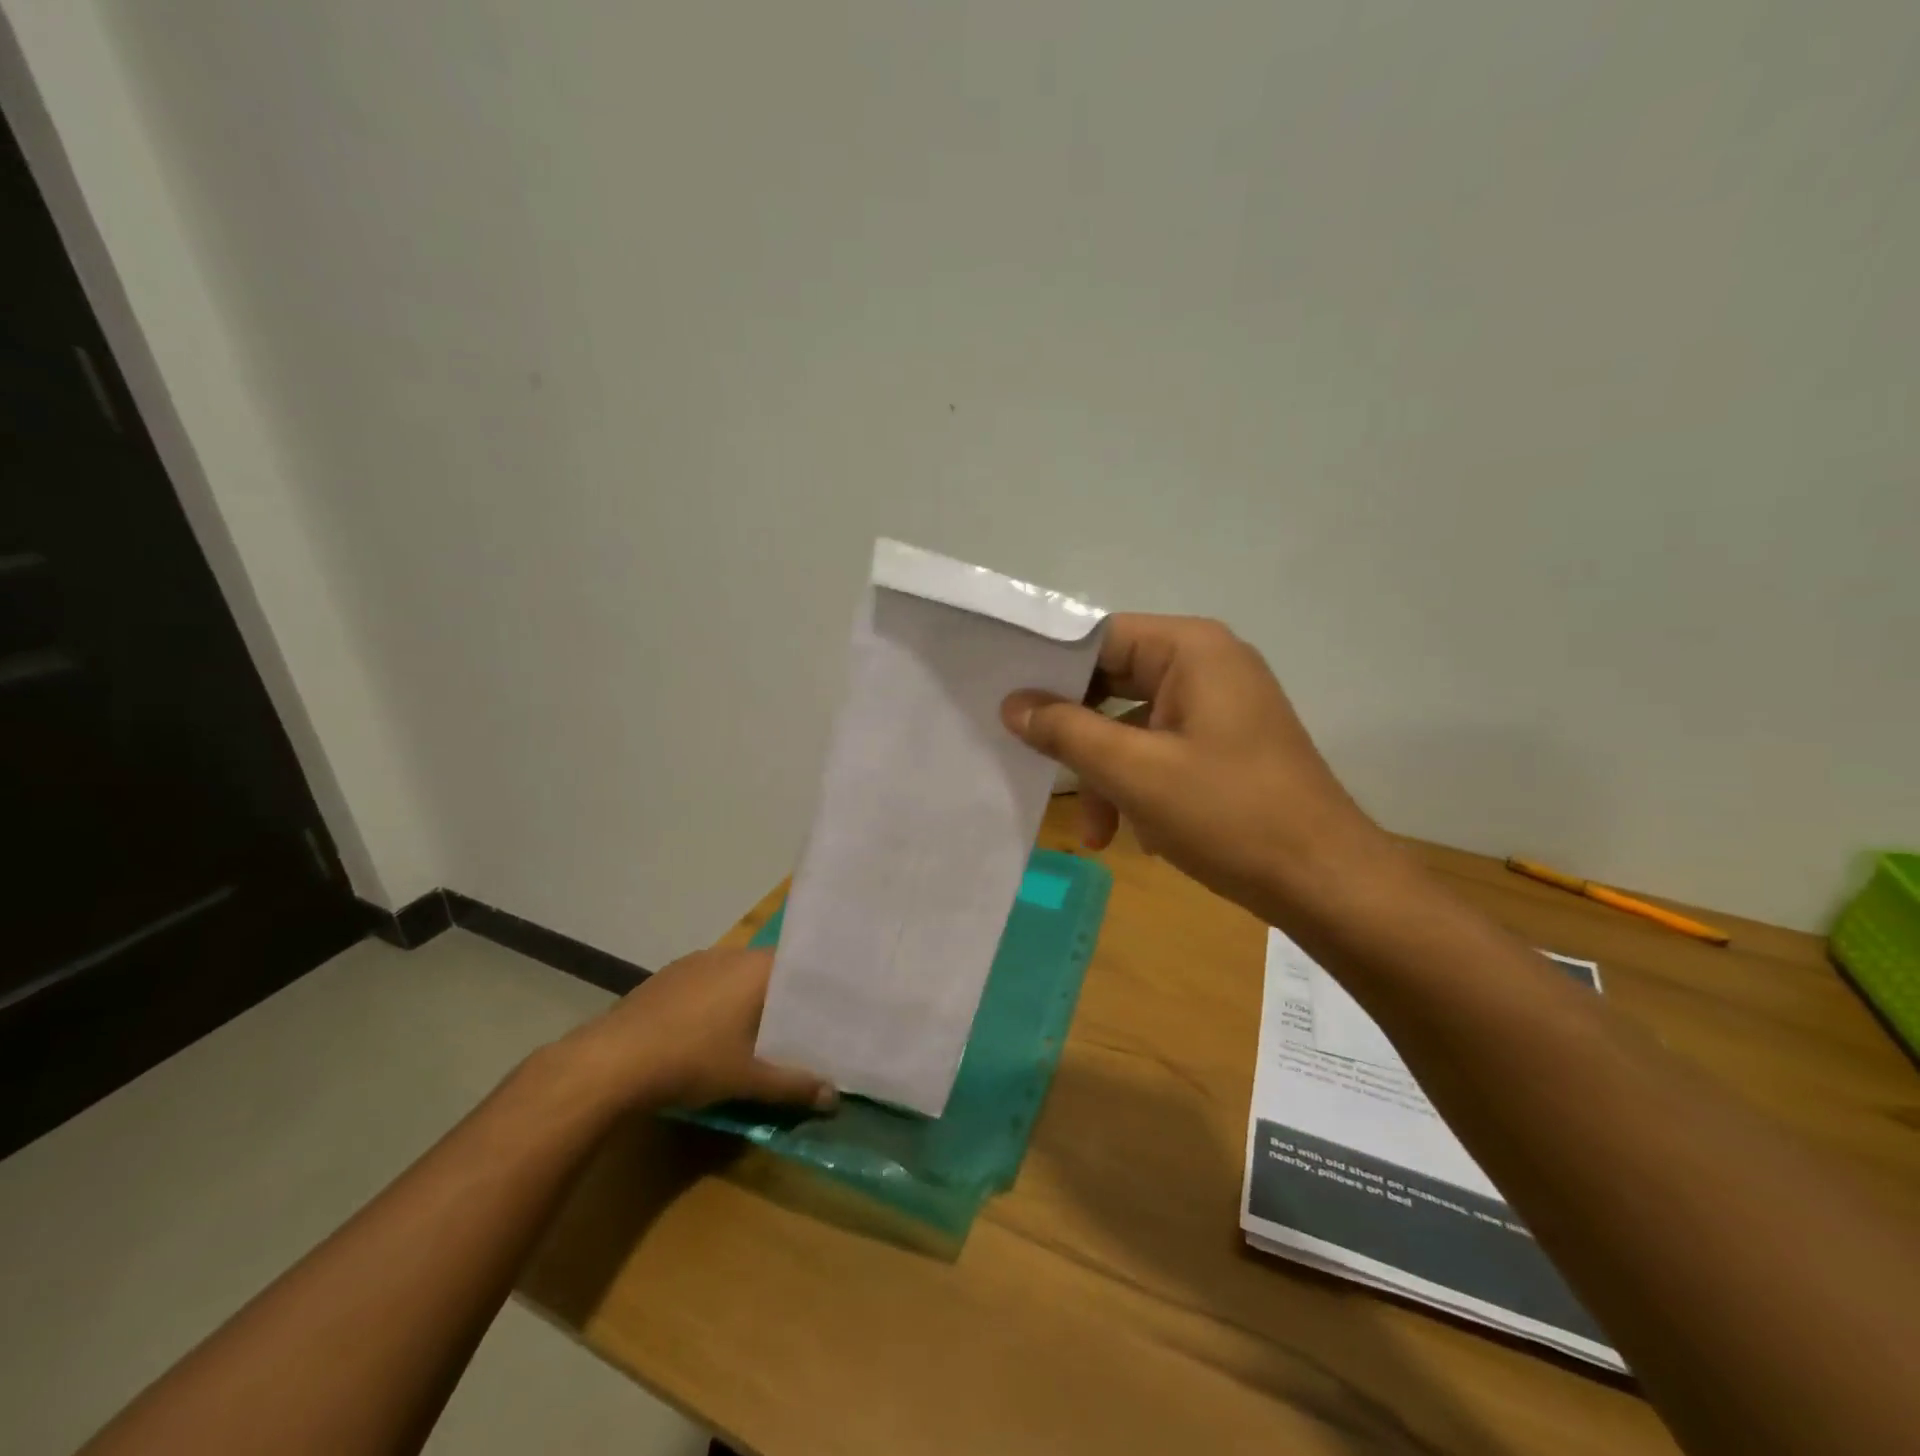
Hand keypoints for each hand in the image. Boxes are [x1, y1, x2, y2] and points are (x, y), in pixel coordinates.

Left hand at [560, 948, 838, 1114]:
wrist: (611, 1061)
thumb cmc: (692, 1060)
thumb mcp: (749, 1079)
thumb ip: (793, 1086)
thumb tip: (834, 1098)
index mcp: (756, 968)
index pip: (800, 966)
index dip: (815, 988)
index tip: (830, 1007)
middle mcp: (730, 954)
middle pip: (768, 970)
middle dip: (781, 997)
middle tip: (798, 1026)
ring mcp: (695, 962)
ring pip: (736, 975)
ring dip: (747, 998)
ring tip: (757, 1030)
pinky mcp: (667, 976)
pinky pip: (707, 981)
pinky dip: (717, 1001)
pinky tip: (710, 1030)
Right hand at [1002, 614, 1392, 925]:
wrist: (1326, 882)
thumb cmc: (1229, 815)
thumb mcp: (1134, 772)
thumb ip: (1066, 731)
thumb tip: (1013, 703)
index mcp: (1191, 650)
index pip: (1100, 637)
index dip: (1051, 670)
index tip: (1008, 706)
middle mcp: (1208, 665)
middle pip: (1115, 682)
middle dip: (1078, 736)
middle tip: (1036, 766)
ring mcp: (1221, 707)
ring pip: (1134, 725)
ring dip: (1107, 775)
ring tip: (1096, 833)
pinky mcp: (1226, 746)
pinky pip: (1162, 750)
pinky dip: (1138, 786)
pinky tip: (1133, 834)